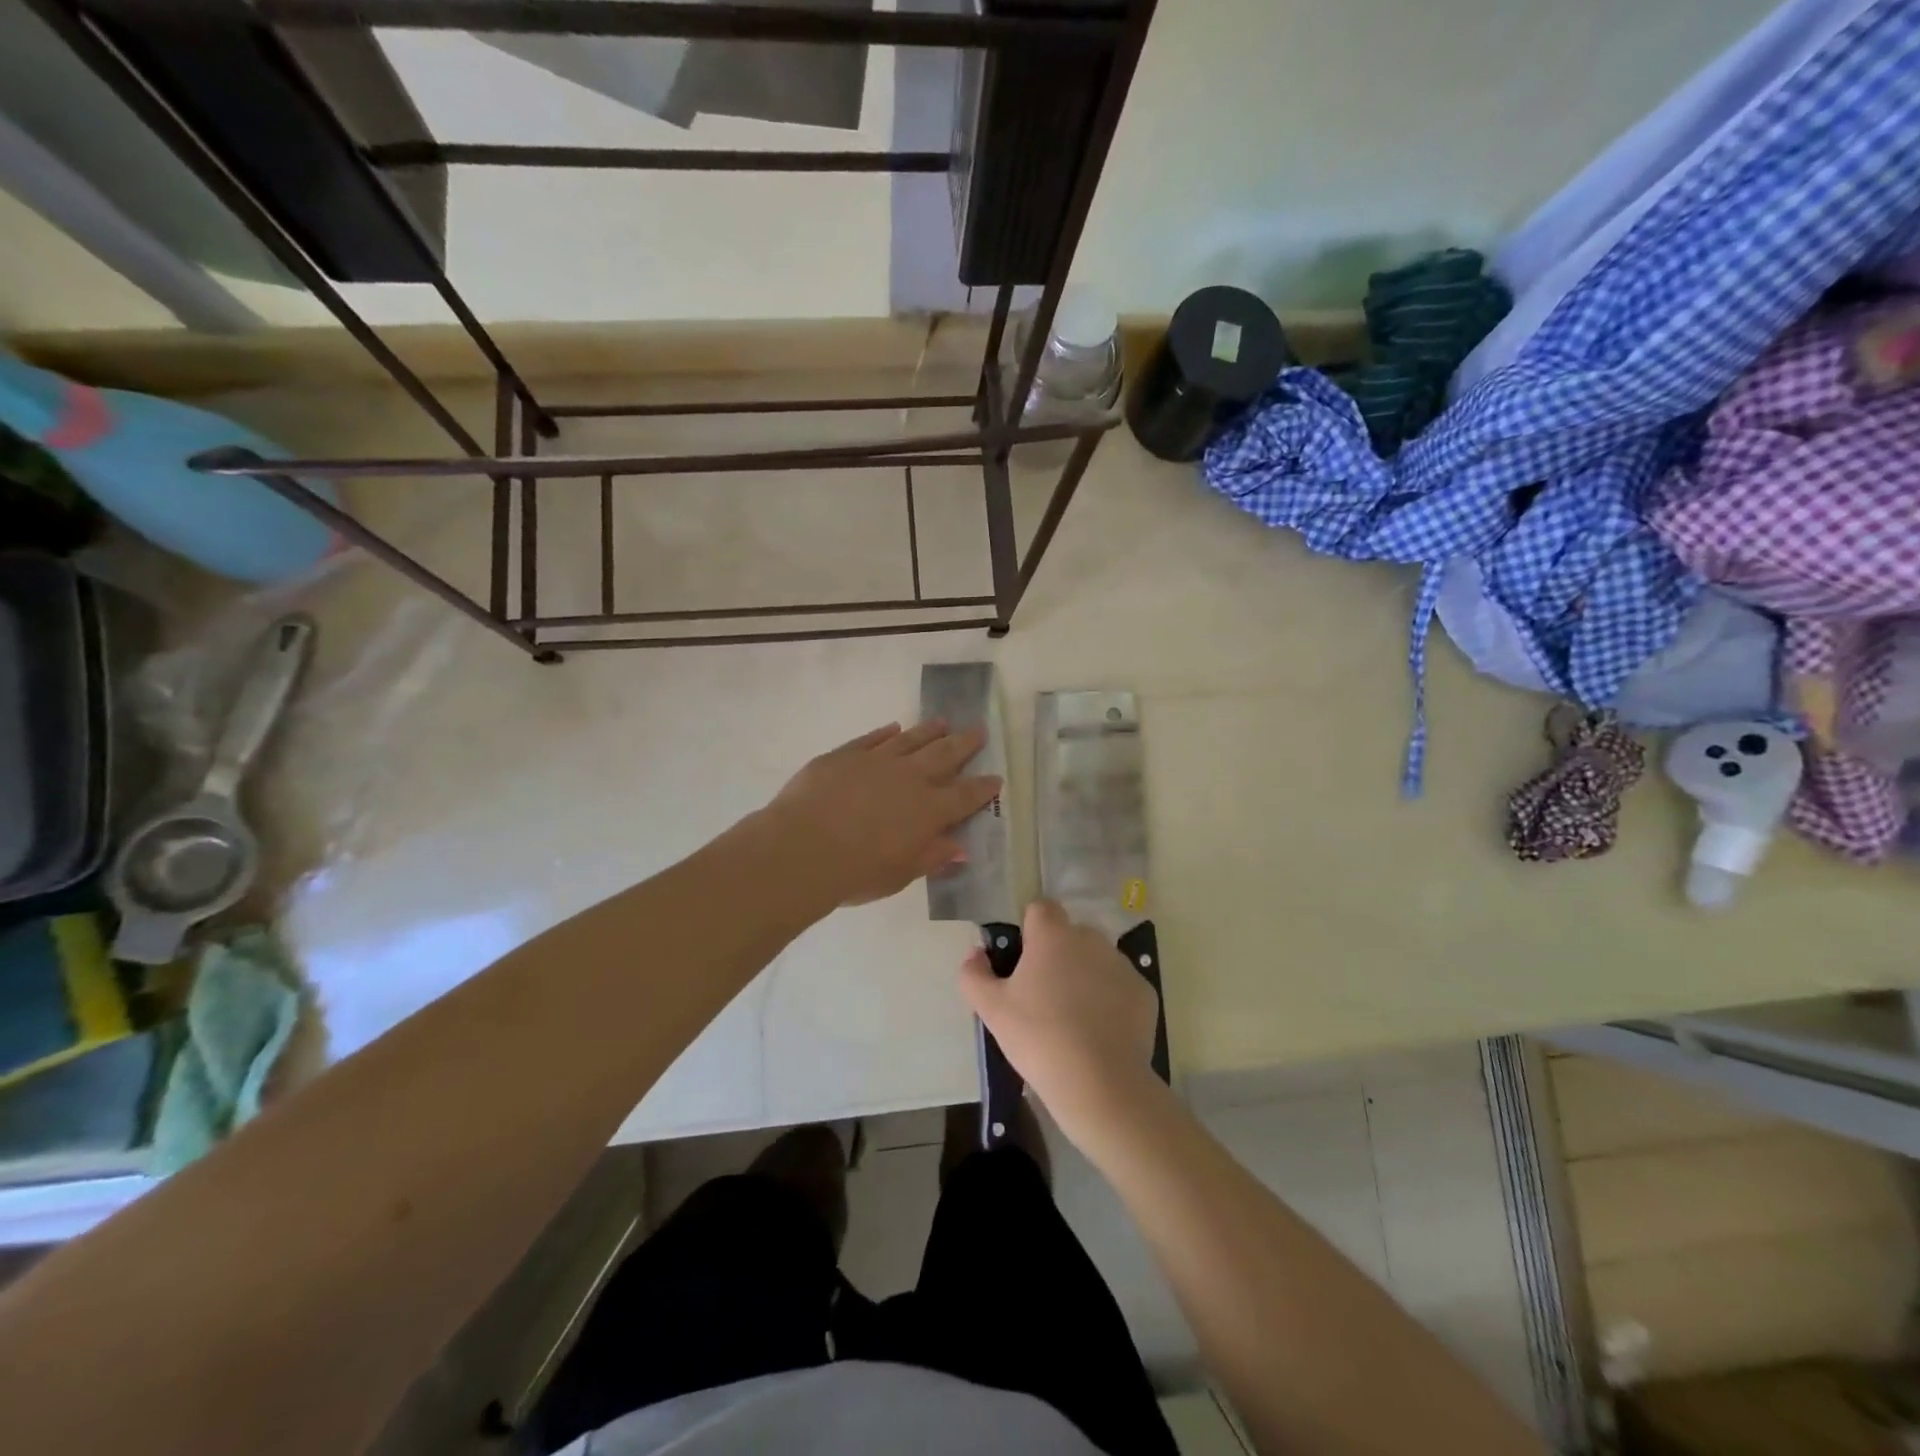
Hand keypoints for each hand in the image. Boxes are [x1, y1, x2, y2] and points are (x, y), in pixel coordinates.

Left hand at [767, 720, 1001, 906]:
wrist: (802, 847)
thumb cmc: (857, 872)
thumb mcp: (901, 873)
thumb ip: (932, 856)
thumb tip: (960, 847)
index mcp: (929, 810)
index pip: (965, 796)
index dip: (983, 788)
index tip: (996, 777)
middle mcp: (909, 778)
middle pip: (944, 756)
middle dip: (964, 744)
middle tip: (979, 729)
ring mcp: (876, 761)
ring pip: (911, 740)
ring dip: (928, 731)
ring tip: (942, 722)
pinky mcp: (845, 755)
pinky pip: (872, 739)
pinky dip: (885, 733)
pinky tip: (893, 728)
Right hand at [960, 900, 1161, 1142]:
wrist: (1100, 1083)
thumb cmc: (1038, 1037)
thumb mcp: (991, 1009)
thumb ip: (974, 974)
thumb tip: (975, 954)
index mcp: (1053, 935)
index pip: (1041, 909)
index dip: (1030, 930)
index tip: (1023, 962)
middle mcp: (1091, 939)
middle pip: (1070, 934)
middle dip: (1058, 954)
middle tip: (1043, 994)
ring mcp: (1122, 964)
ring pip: (1097, 958)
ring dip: (1085, 975)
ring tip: (1073, 1017)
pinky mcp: (1144, 992)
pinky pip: (1120, 985)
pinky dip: (1110, 999)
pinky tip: (1100, 1032)